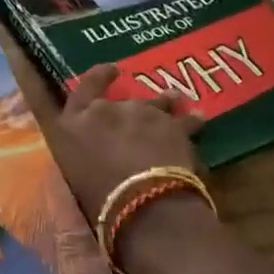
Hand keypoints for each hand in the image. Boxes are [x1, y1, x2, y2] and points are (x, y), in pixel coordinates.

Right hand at [44, 62, 204, 221]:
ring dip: (163, 104)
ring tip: (176, 101)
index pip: (82, 90)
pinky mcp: (171, 124)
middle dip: (131, 106)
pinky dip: (191, 121)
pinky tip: (199, 118)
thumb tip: (93, 155)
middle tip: (141, 112)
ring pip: (155, 103)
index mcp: (73, 124)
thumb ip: (81, 154)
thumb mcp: (74, 174)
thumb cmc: (97, 200)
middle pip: (120, 101)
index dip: (98, 77)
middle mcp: (104, 111)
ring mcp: (140, 113)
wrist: (142, 204)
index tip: (112, 69)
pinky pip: (185, 120)